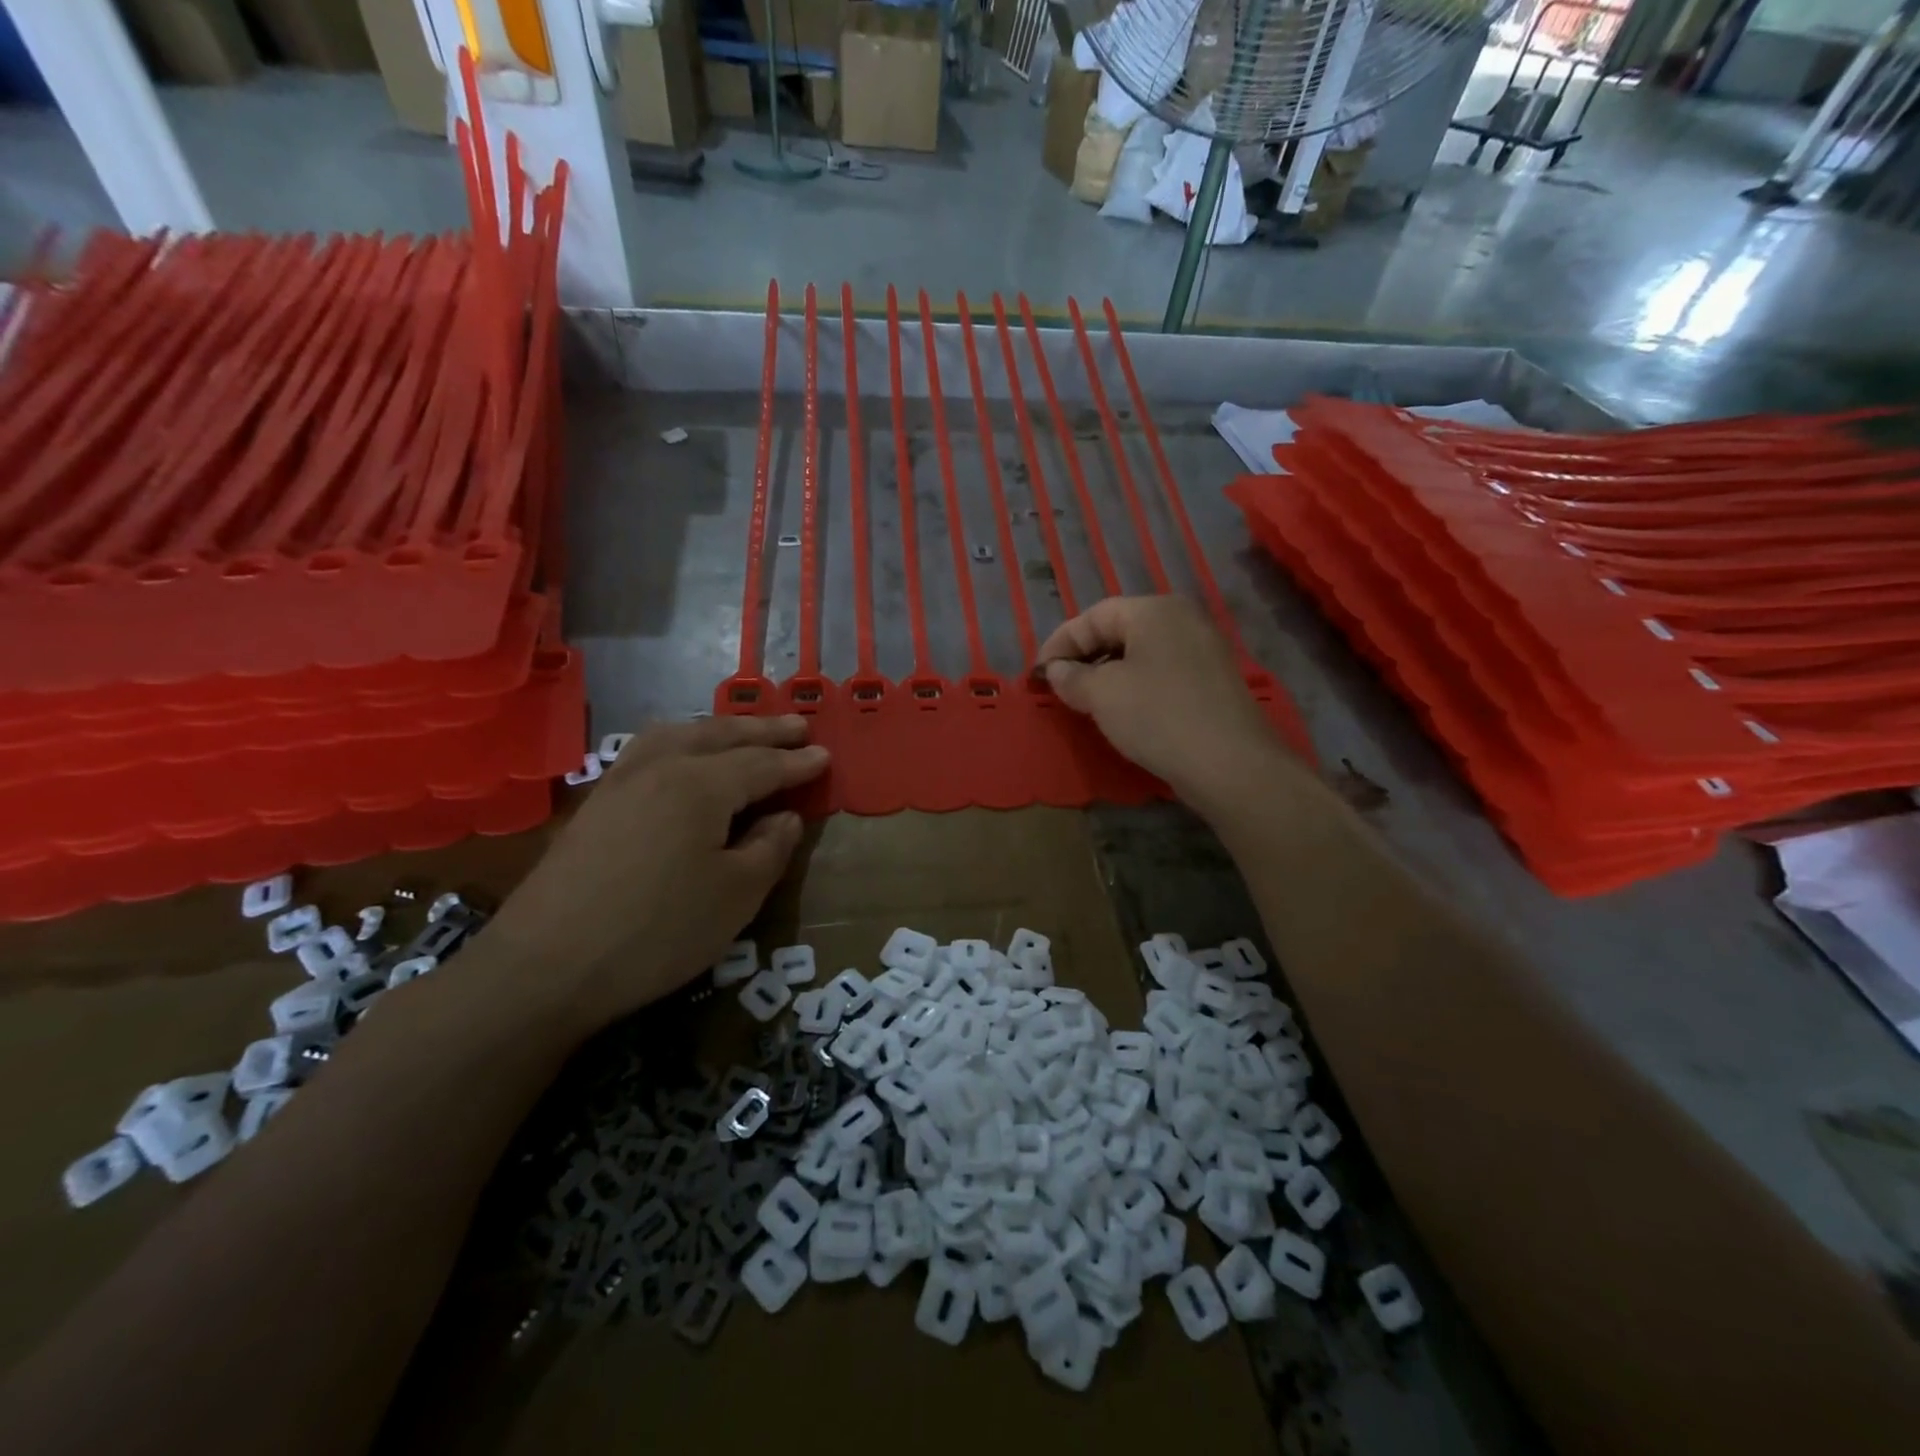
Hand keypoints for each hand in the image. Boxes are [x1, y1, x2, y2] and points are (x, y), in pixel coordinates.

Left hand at [479, 715, 828, 1034]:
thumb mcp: (736, 895)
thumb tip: (785, 816)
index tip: (826, 756)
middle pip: (720, 736)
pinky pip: (650, 751)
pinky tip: (681, 758)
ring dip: (719, 729)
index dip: (798, 763)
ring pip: (679, 735)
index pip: (762, 764)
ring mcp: (621, 781)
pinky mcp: (596, 804)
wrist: (545, 967)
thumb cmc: (658, 931)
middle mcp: (661, 767)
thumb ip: (770, 847)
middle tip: (798, 726)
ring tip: (742, 732)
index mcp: (701, 784)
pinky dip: (681, 741)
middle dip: (763, 731)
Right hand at [1039, 596, 1289, 818]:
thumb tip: (1056, 671)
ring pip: (1141, 653)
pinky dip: (1135, 685)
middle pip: (1119, 630)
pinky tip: (1123, 712)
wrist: (1230, 764)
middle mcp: (1182, 619)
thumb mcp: (1102, 695)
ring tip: (1085, 702)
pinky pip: (1162, 672)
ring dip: (1108, 673)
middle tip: (1059, 686)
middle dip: (1083, 657)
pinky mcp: (1212, 681)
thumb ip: (1071, 677)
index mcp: (1154, 610)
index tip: (1038, 674)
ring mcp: (1203, 650)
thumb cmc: (1157, 716)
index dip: (1059, 643)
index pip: (1093, 616)